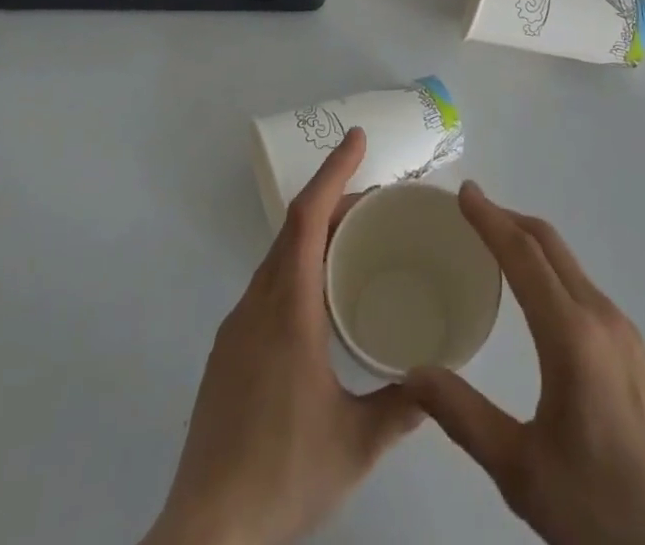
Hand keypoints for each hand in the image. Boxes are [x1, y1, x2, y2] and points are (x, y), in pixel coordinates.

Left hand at [142, 128, 420, 544]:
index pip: (308, 218)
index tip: (356, 139)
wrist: (205, 532)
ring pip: (278, 258)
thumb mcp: (355, 444)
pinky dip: (297, 267)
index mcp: (288, 309)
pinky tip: (318, 301)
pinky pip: (267, 286)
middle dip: (332, 200)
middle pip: (294, 229)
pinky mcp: (227, 352)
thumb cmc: (282, 473)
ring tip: (353, 241)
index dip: (334, 172)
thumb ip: (401, 407)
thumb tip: (438, 380)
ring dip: (314, 235)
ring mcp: (236, 327)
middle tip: (375, 197)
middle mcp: (258, 304)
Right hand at [403, 183, 644, 544]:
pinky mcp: (635, 351)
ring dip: (531, 243)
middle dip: (509, 219)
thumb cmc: (602, 510)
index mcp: (571, 335)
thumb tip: (413, 374)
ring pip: (570, 264)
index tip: (464, 192)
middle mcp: (601, 317)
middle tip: (471, 210)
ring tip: (495, 248)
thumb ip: (464, 417)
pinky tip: (537, 297)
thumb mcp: (522, 471)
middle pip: (550, 245)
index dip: (490, 219)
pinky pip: (583, 287)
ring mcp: (624, 331)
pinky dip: (551, 270)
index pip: (523, 255)